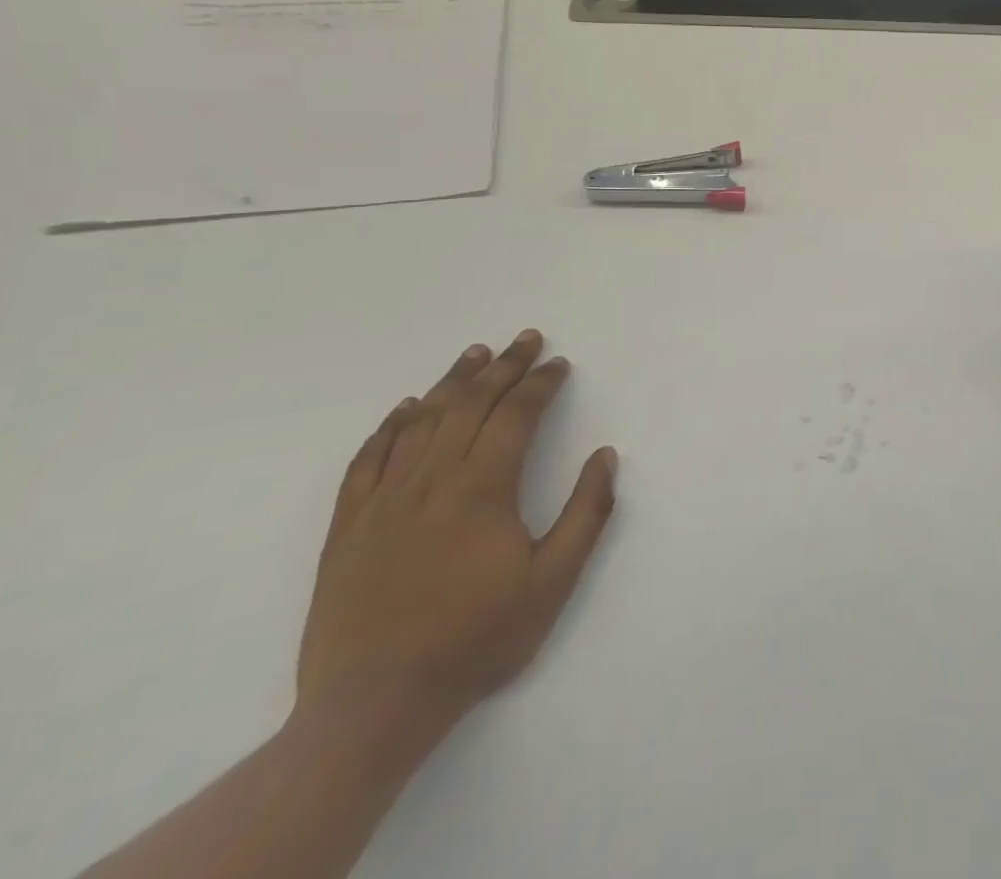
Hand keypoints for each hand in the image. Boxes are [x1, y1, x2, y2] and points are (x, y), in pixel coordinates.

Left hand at [297, 330, 617, 735]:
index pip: (515, 416)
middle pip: (470, 406)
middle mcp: (432, 481)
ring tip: (476, 353)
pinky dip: (390, 426)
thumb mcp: (553, 582)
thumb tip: (605, 455)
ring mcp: (384, 501)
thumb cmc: (476, 640)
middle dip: (504, 367)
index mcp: (483, 489)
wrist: (373, 708)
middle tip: (526, 339)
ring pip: (421, 422)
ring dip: (453, 382)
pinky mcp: (348, 527)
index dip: (540, 384)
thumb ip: (586, 513)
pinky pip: (368, 460)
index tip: (559, 364)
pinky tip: (406, 408)